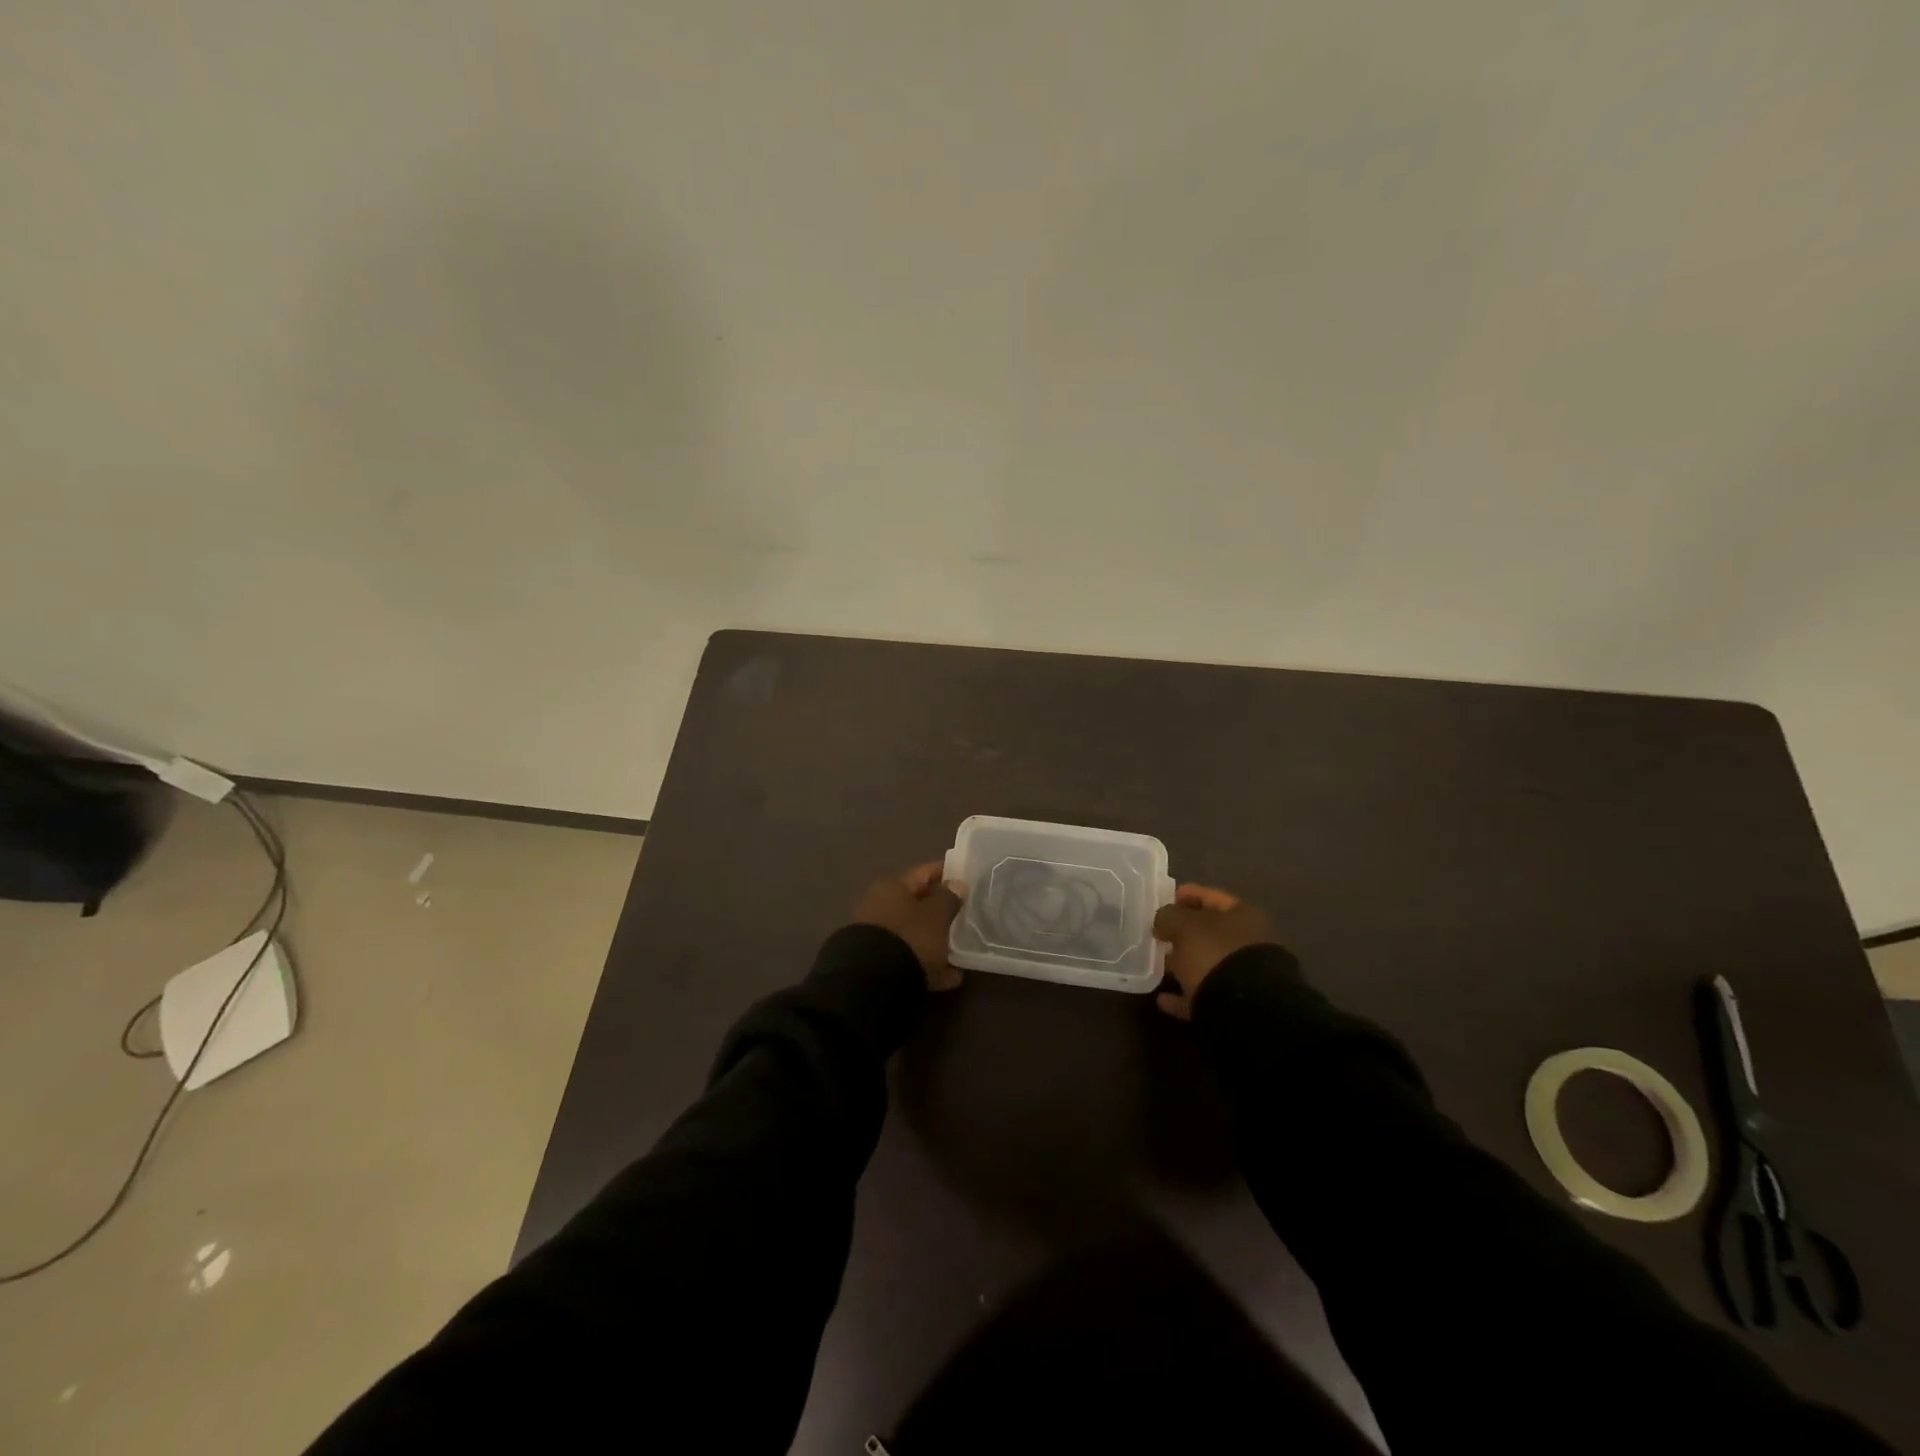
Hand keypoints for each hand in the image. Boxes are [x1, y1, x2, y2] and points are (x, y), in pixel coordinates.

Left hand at [853, 861, 966, 991]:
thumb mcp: (936, 915)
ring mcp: (879, 938)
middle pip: (918, 905)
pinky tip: (951, 977)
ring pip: (915, 934)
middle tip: (967, 915)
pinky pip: (912, 960)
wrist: (873, 982)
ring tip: (962, 949)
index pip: (924, 872)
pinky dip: (930, 966)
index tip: (967, 876)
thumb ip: (949, 899)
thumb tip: (956, 885)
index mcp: (893, 888)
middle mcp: (881, 908)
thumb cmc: (910, 937)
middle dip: (941, 910)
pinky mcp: (879, 965)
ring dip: (936, 941)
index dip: (946, 871)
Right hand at [1152, 884, 1281, 1019]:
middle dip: (1184, 933)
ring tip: (1158, 967)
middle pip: (1211, 933)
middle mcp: (1249, 943)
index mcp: (1243, 915)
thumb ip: (1169, 916)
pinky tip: (1163, 999)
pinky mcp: (1237, 1006)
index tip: (1164, 899)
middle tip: (1159, 935)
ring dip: (1184, 965)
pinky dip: (1184, 997)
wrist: (1247, 1010)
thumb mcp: (1184, 926)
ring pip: (1208, 965)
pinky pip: (1204, 996)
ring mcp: (1245, 976)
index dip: (1187, 894)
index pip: (1211, 897)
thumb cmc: (1216, 954)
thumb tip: (1162, 921)